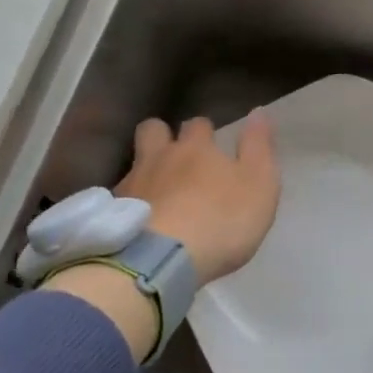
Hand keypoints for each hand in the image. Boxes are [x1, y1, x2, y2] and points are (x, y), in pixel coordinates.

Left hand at [117, 113, 279, 285]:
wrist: (163, 260)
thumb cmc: (221, 221)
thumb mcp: (259, 184)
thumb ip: (258, 147)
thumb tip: (258, 111)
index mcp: (196, 148)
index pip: (198, 124)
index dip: (205, 131)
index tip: (211, 143)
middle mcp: (159, 157)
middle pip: (153, 130)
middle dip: (162, 135)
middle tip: (174, 154)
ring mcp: (132, 184)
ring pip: (134, 163)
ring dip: (145, 169)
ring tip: (156, 190)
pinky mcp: (113, 214)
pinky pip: (119, 198)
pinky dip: (130, 203)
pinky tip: (140, 220)